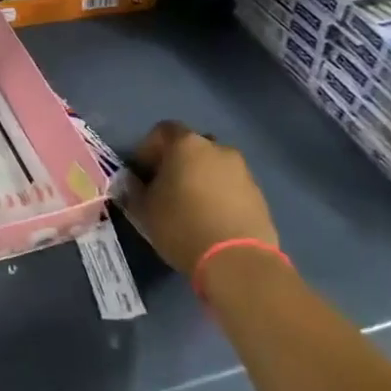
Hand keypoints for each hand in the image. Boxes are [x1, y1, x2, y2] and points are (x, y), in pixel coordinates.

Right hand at [124, 121, 278, 274]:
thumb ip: (134, 190)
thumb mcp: (145, 210)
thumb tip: (132, 182)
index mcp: (186, 145)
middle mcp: (217, 149)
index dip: (149, 148)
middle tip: (166, 187)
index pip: (162, 130)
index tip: (142, 172)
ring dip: (201, 178)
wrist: (237, 260)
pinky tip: (212, 219)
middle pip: (192, 146)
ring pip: (214, 166)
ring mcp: (242, 170)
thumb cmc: (182, 226)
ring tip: (191, 206)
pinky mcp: (259, 194)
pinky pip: (231, 186)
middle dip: (177, 162)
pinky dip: (220, 194)